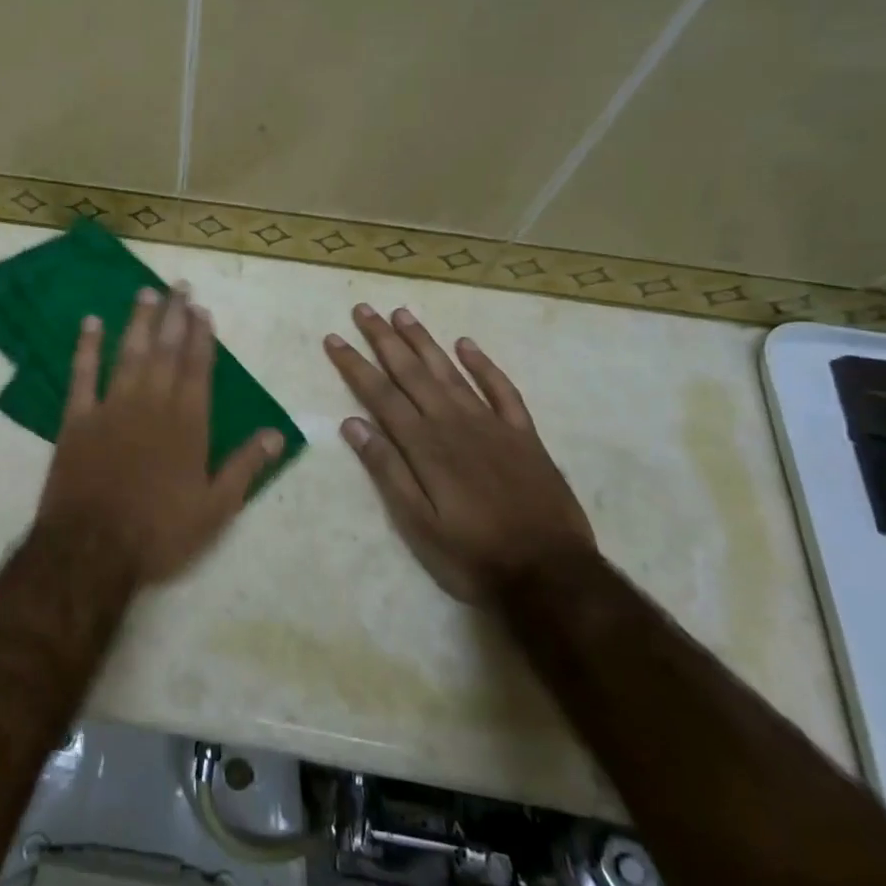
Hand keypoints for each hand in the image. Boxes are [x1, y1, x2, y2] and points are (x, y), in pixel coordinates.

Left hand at [36, 285, 285, 585]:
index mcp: (188, 423)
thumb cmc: (159, 532)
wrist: (92, 548)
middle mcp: (152, 404)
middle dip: (174, 316)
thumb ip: (245, 467)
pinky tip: (91, 322)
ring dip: (138, 321)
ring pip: (128, 353)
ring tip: (146, 292)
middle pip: (165, 351)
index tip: (202, 310)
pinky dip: (86, 347)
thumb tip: (276, 433)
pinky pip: (82, 374)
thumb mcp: (215, 510)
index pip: (198, 368)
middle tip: (178, 286)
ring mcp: (111, 407)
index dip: (201, 337)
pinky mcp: (77, 418)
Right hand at [325, 304, 595, 600]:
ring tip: (402, 314)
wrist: (550, 575)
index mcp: (425, 446)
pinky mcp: (523, 435)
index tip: (334, 338)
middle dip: (384, 339)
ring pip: (451, 372)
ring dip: (424, 341)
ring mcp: (492, 425)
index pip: (380, 395)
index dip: (354, 365)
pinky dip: (484, 365)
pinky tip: (467, 345)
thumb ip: (387, 470)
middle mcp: (454, 423)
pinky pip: (502, 390)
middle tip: (364, 309)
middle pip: (412, 372)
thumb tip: (352, 424)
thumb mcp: (417, 523)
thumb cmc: (472, 555)